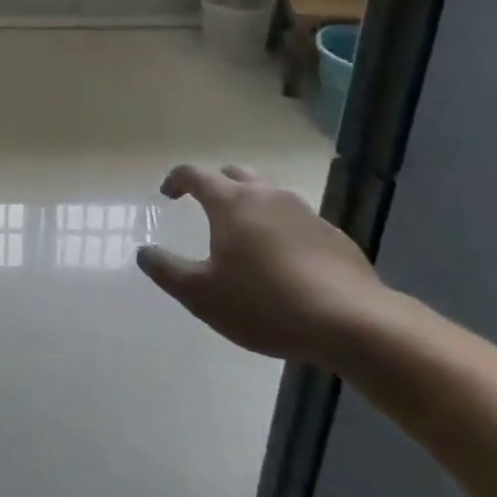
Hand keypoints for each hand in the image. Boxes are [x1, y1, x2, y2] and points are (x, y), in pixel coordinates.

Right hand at [137, 164, 385, 365]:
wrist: (353, 323)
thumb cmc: (266, 304)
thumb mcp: (202, 295)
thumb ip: (167, 271)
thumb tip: (143, 252)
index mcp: (230, 202)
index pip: (194, 174)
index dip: (176, 180)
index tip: (167, 195)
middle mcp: (266, 196)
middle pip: (235, 174)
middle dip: (216, 184)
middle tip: (206, 207)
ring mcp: (304, 213)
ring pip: (269, 194)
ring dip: (251, 205)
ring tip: (245, 236)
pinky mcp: (333, 236)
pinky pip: (298, 221)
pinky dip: (282, 230)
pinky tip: (285, 263)